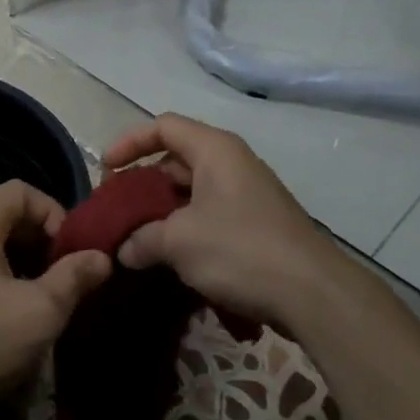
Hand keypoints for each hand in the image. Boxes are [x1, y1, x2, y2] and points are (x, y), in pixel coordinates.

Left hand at [0, 181, 110, 419]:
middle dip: (42, 243)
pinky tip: (11, 322)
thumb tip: (102, 257)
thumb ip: (74, 277)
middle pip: (4, 218)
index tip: (73, 251)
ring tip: (44, 302)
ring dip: (22, 268)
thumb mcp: (40, 311)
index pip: (20, 191)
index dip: (55, 212)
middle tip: (65, 277)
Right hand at [103, 114, 354, 329]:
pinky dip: (185, 228)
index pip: (163, 126)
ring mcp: (247, 194)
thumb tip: (123, 249)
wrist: (313, 293)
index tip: (106, 170)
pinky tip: (170, 258)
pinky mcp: (256, 224)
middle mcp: (232, 163)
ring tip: (136, 238)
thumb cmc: (240, 250)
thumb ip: (142, 238)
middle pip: (175, 159)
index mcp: (214, 150)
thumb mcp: (179, 242)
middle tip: (117, 210)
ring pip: (191, 191)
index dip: (130, 142)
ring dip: (161, 211)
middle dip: (142, 183)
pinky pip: (209, 214)